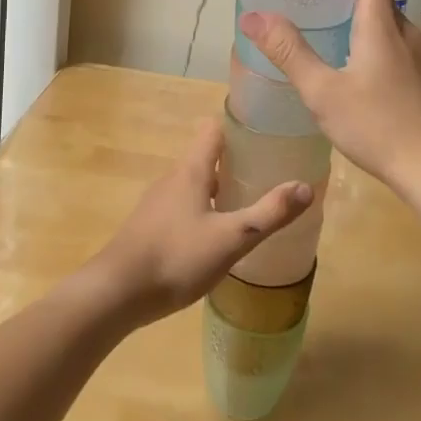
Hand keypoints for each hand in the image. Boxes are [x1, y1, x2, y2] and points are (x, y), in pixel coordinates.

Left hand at [87, 118, 312, 327]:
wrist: (115, 293)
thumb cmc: (175, 258)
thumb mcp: (231, 239)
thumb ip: (269, 214)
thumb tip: (305, 186)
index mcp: (191, 171)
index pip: (213, 130)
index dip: (238, 127)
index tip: (264, 134)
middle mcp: (172, 178)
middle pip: (206, 157)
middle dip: (234, 162)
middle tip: (266, 174)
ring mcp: (157, 203)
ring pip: (194, 184)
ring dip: (219, 189)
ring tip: (246, 205)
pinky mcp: (150, 227)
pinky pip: (182, 207)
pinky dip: (202, 211)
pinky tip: (215, 237)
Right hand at [237, 0, 420, 195]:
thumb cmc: (378, 127)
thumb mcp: (323, 92)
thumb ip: (289, 52)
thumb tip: (252, 16)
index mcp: (381, 22)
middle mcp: (402, 29)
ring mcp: (414, 53)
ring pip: (384, 14)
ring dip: (357, 4)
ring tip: (322, 20)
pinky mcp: (417, 76)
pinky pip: (389, 37)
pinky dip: (365, 30)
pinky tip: (345, 62)